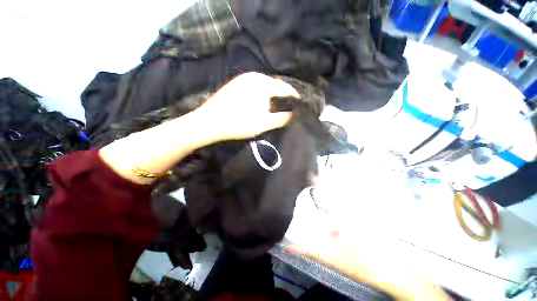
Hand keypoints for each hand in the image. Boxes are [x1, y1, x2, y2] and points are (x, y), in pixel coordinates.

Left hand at [194, 72, 299, 140]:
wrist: (209, 122)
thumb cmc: (238, 123)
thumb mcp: (264, 123)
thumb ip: (282, 118)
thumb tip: (294, 114)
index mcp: (262, 83)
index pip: (285, 88)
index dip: (294, 98)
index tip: (299, 107)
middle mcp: (254, 75)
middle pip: (275, 86)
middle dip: (283, 97)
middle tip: (288, 109)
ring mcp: (243, 78)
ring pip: (265, 86)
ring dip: (273, 96)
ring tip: (277, 108)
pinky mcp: (236, 83)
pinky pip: (255, 87)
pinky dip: (262, 95)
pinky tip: (261, 104)